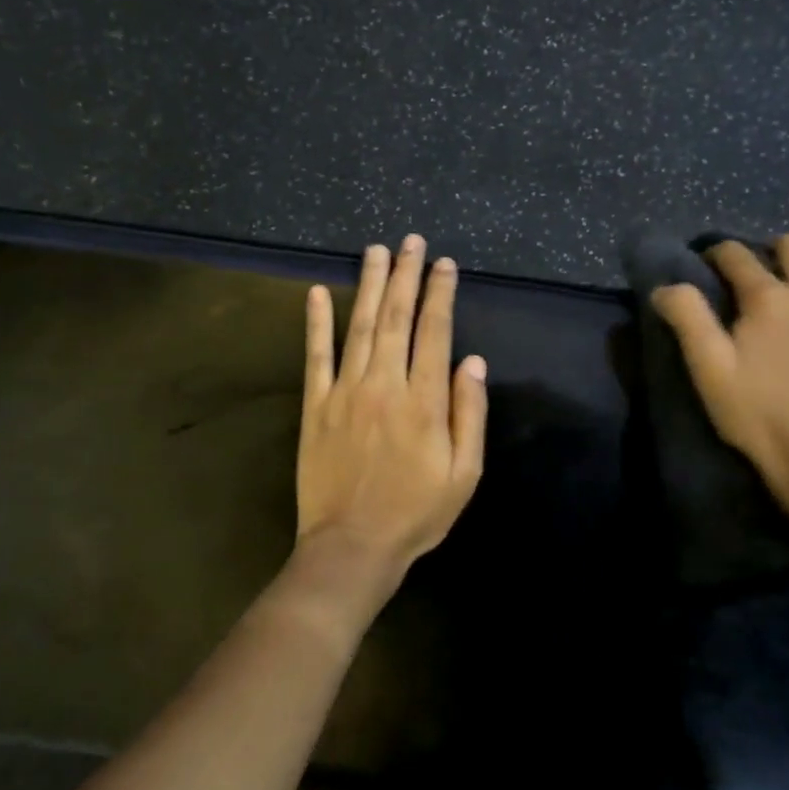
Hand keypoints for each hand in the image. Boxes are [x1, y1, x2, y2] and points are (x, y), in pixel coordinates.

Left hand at [295, 236, 487, 602]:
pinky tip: (319, 292)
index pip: (434, 332)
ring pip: (360, 326)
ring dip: (370, 284)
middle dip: (406, 275)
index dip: (441, 294)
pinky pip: (316, 356)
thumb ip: (469, 414)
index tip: (444, 265)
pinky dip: (317, 322)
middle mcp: (384, 384)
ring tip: (377, 251)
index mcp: (423, 400)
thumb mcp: (464, 474)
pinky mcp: (315, 406)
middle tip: (411, 242)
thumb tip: (473, 361)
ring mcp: (345, 392)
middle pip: (396, 317)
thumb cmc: (416, 513)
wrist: (352, 546)